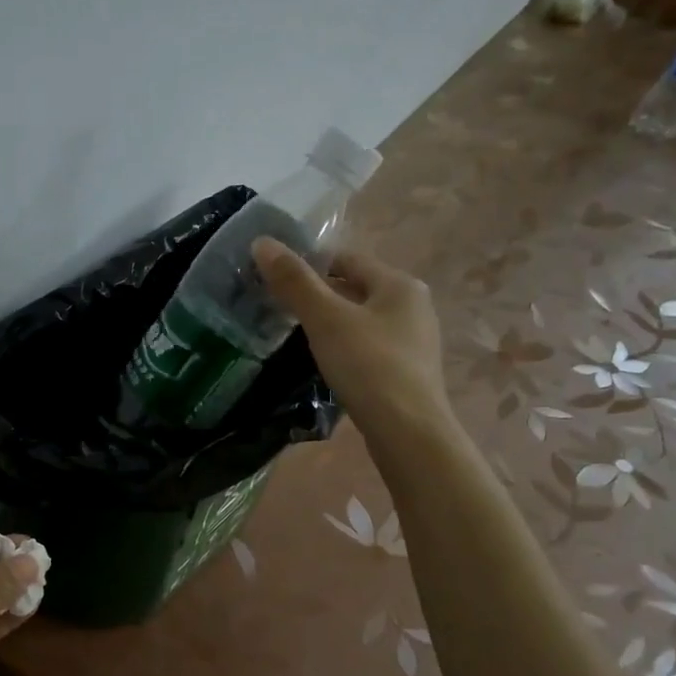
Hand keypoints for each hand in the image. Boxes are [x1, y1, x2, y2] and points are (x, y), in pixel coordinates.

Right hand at [252, 237, 448, 444]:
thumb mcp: (325, 320)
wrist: (408, 432)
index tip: (276, 276)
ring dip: (331, 324)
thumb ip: (295, 282)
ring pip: (362, 321)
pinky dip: (344, 349)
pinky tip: (324, 365)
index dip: (311, 262)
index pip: (348, 259)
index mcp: (400, 284)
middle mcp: (414, 306)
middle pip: (356, 289)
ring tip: (295, 337)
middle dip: (319, 295)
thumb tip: (262, 242)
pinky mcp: (407, 373)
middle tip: (279, 307)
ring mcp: (414, 342)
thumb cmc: (369, 366)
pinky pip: (368, 348)